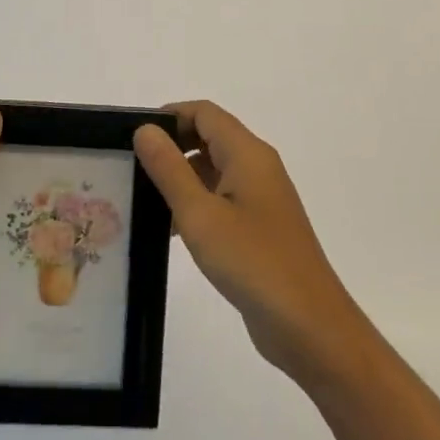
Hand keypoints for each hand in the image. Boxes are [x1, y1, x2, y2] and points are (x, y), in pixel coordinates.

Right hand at [134, 101, 377, 392]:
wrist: (309, 327)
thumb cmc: (253, 262)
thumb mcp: (200, 214)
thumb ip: (169, 169)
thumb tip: (145, 129)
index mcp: (248, 154)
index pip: (204, 113)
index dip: (168, 116)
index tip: (132, 136)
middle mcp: (257, 167)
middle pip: (208, 138)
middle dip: (170, 146)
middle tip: (130, 167)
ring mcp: (260, 199)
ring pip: (212, 171)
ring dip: (179, 178)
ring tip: (138, 198)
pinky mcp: (259, 228)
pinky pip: (220, 200)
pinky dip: (194, 205)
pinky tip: (166, 231)